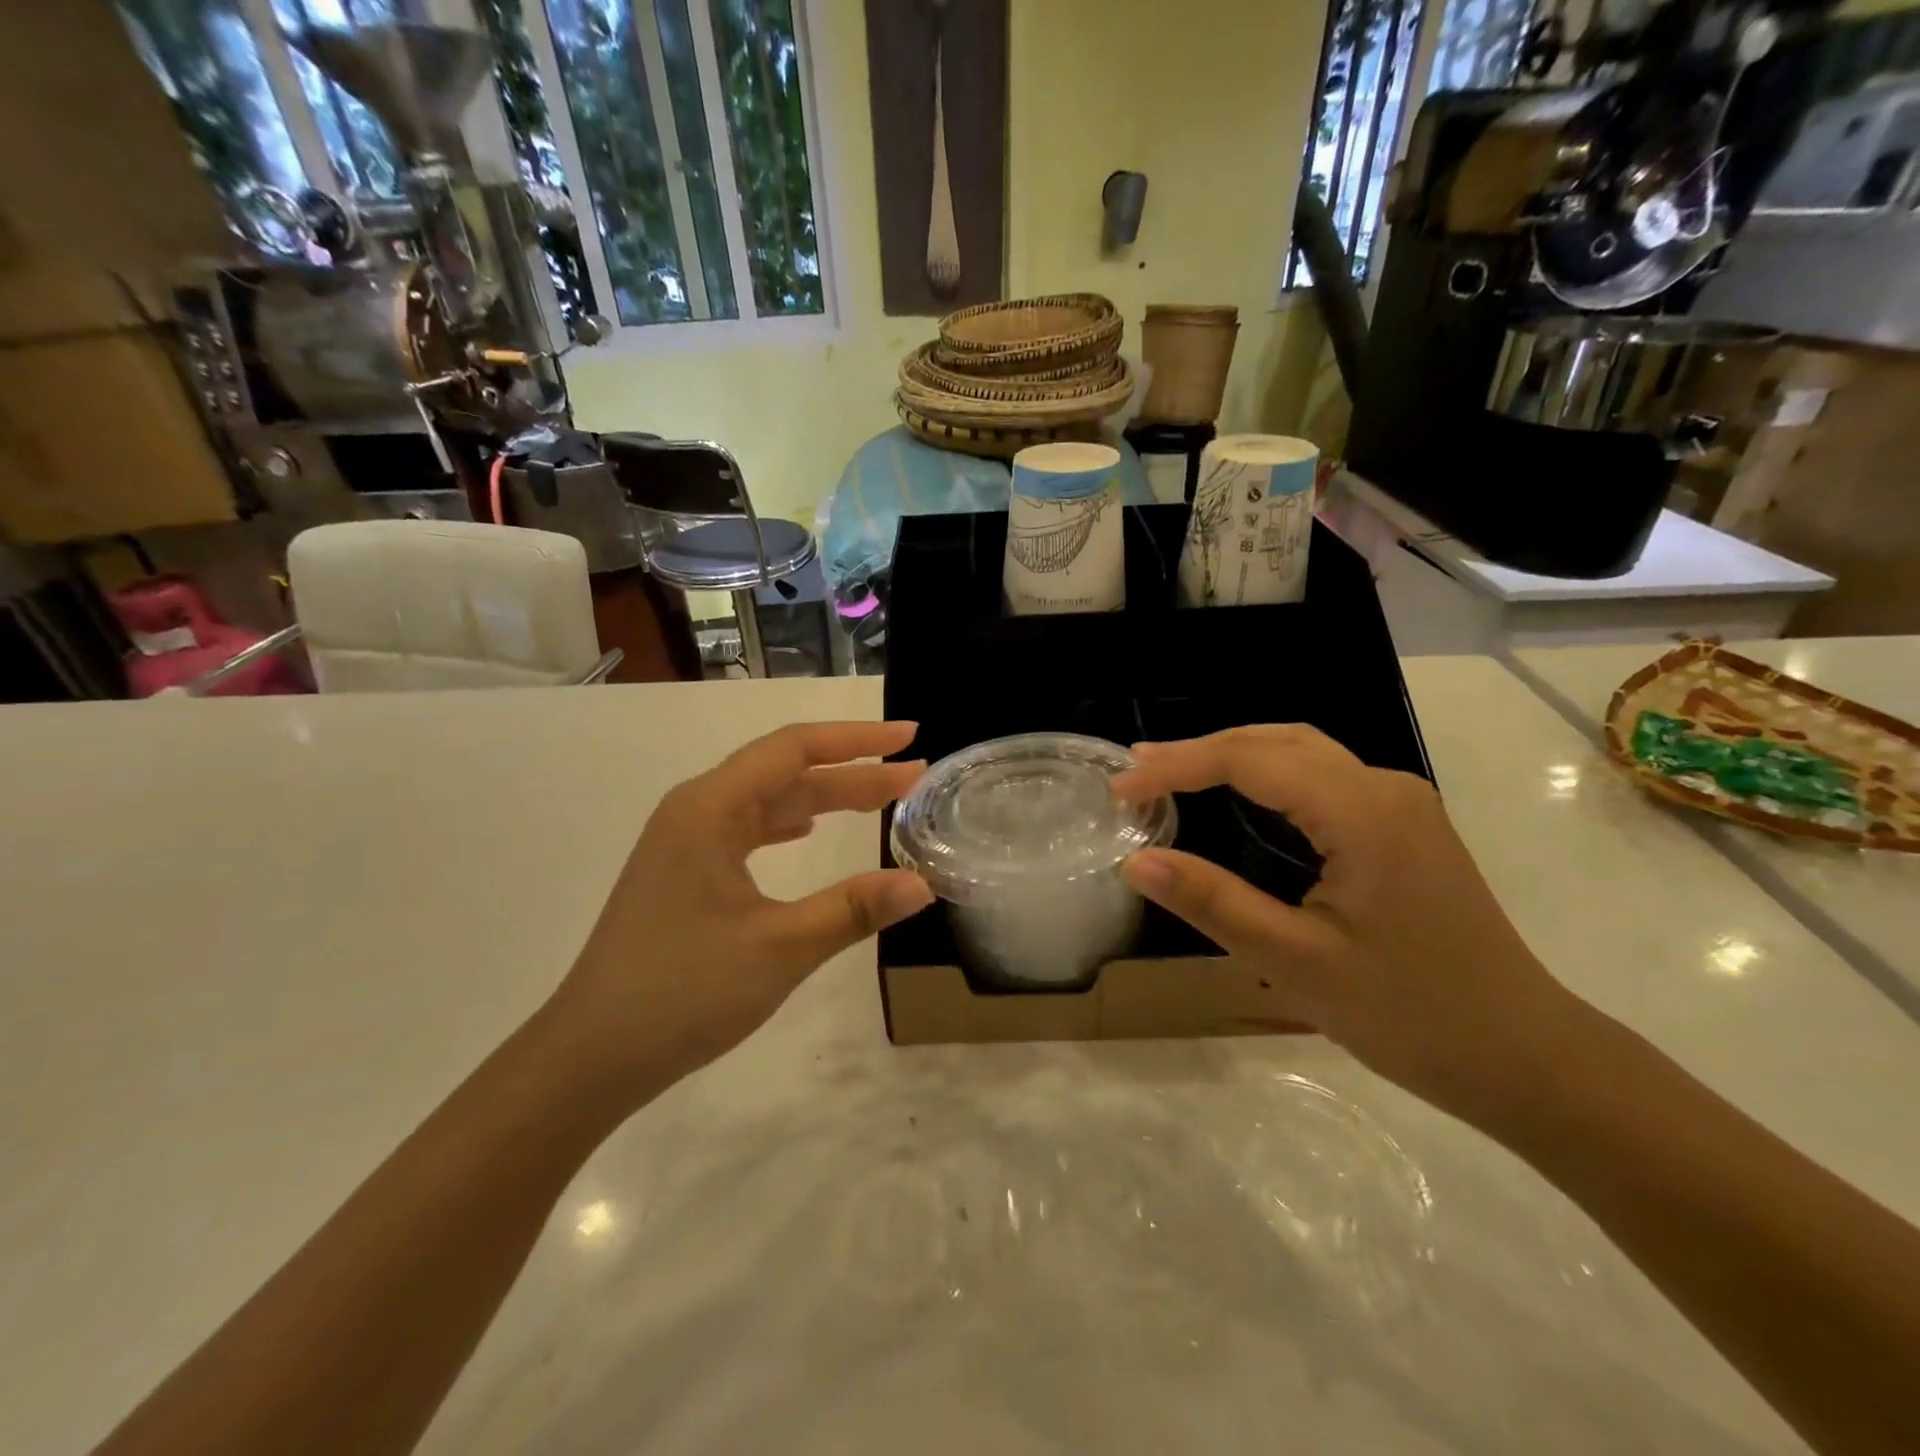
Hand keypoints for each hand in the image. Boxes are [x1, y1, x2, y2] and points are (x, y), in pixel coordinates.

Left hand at [552, 721, 933, 1096]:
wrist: (591, 1055)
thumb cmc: (683, 992)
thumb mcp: (781, 949)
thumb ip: (853, 910)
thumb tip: (922, 884)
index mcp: (709, 809)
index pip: (794, 748)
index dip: (857, 739)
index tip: (909, 737)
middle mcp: (695, 810)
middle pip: (785, 771)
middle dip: (851, 771)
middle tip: (913, 776)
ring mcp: (686, 842)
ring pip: (768, 801)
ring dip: (824, 798)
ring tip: (879, 799)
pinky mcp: (685, 872)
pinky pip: (748, 829)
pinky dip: (788, 823)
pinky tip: (809, 830)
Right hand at [1114, 725, 1585, 1120]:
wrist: (1526, 1057)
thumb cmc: (1410, 1013)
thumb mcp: (1295, 962)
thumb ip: (1212, 902)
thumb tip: (1134, 861)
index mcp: (1362, 811)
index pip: (1249, 761)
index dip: (1177, 768)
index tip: (1120, 790)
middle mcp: (1384, 788)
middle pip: (1275, 742)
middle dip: (1201, 751)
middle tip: (1137, 773)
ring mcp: (1400, 803)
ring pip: (1301, 752)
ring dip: (1233, 756)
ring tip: (1173, 775)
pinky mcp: (1404, 826)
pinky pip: (1322, 776)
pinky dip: (1266, 775)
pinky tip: (1239, 798)